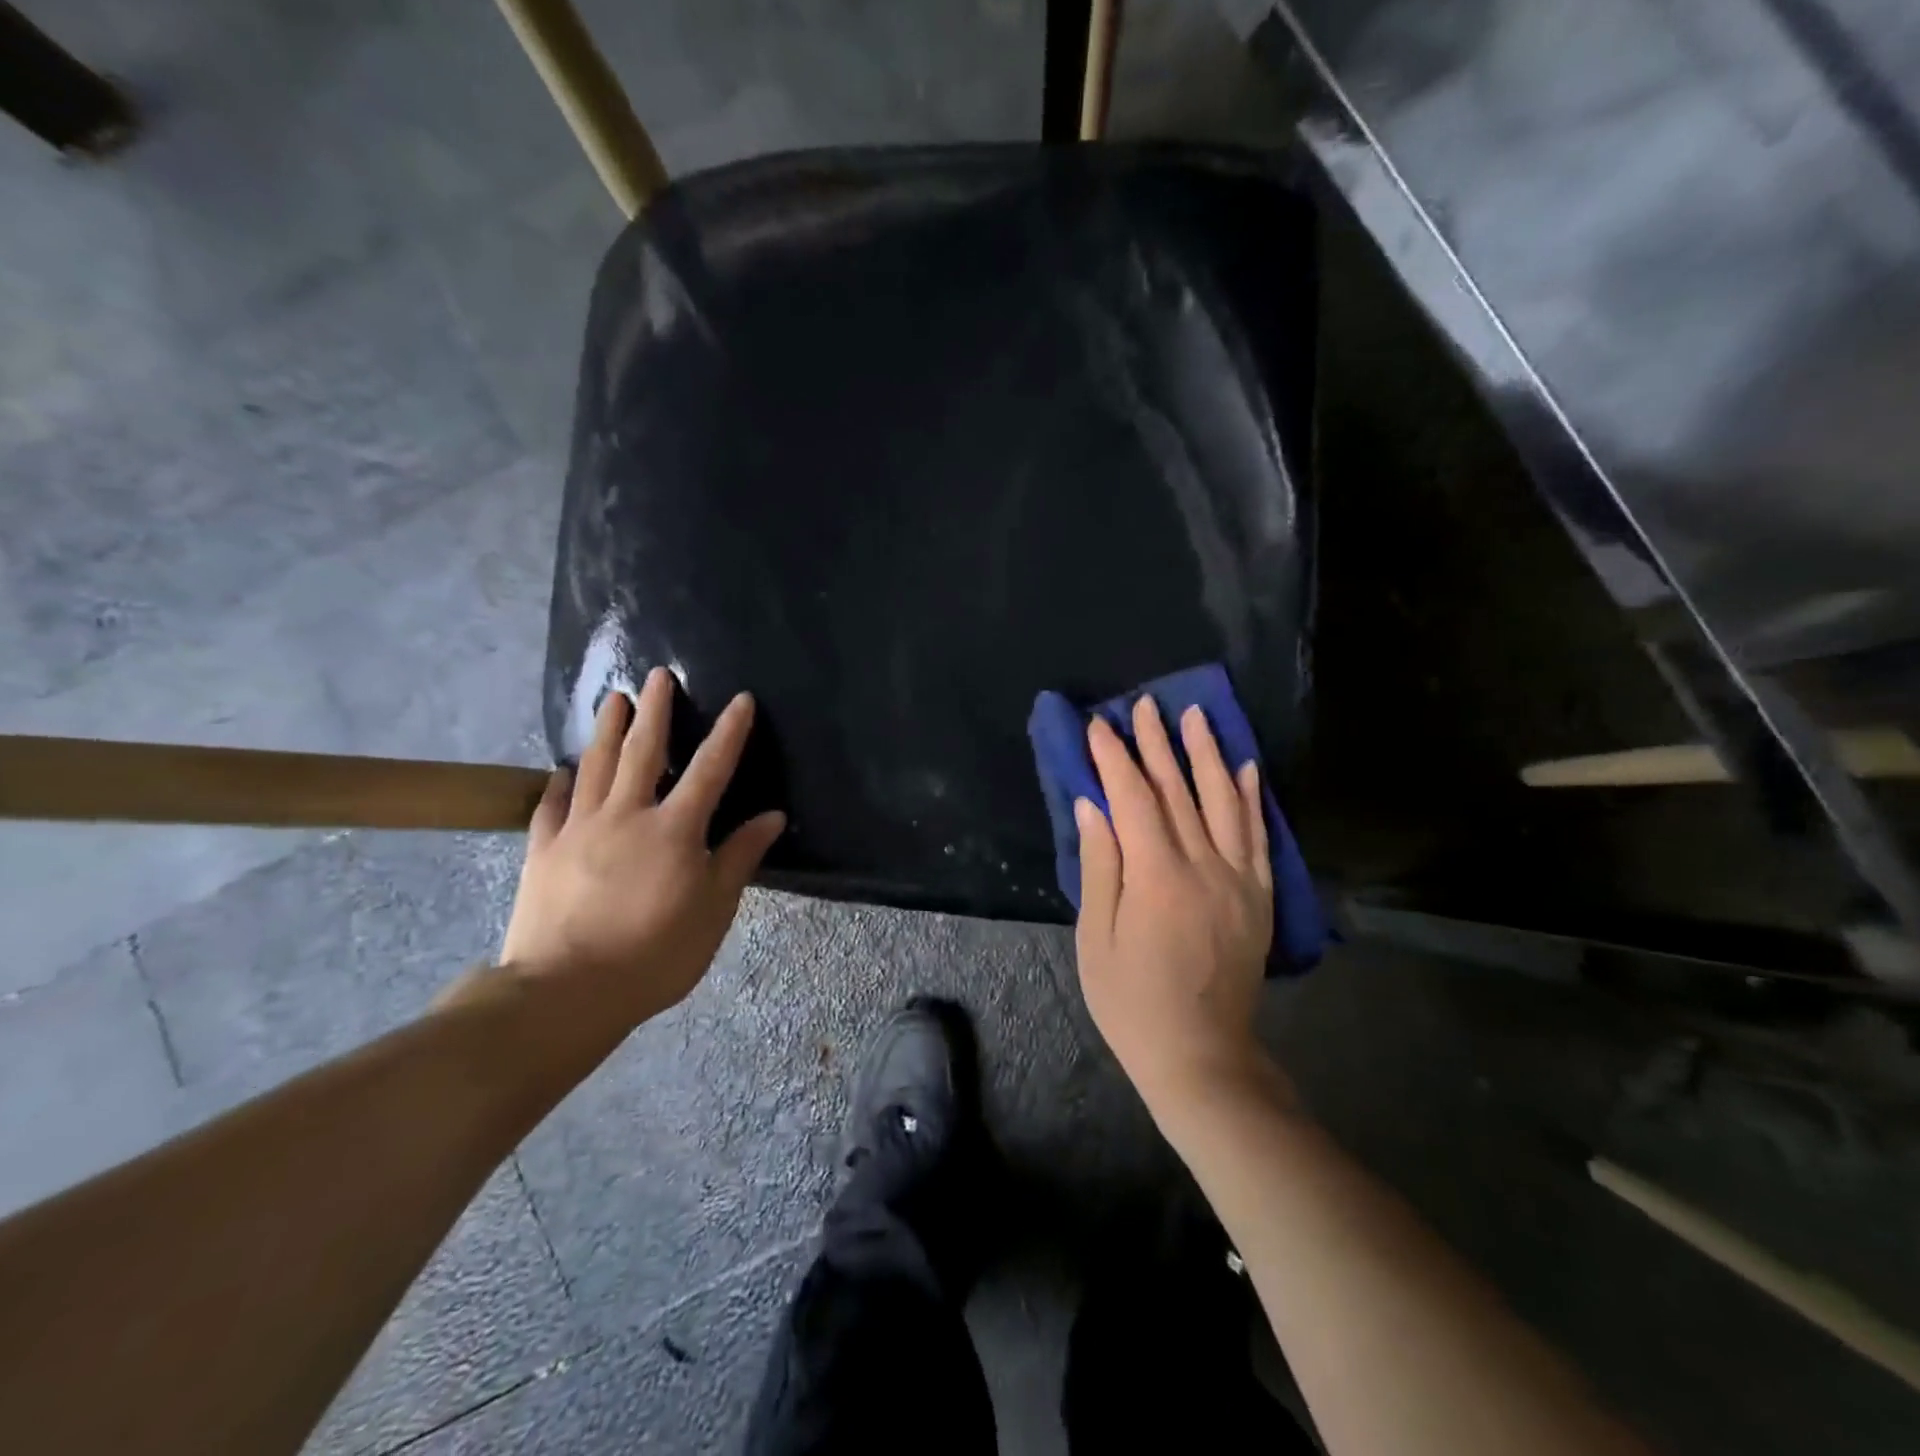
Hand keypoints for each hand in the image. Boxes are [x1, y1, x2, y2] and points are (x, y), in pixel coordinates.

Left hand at [498, 668, 785, 1033]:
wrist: (564, 992)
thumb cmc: (654, 954)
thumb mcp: (713, 910)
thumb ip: (739, 857)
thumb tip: (772, 815)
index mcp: (674, 830)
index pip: (710, 769)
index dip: (728, 732)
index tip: (740, 699)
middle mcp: (626, 815)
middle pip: (643, 751)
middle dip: (655, 710)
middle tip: (657, 674)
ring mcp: (578, 829)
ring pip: (595, 766)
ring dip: (607, 729)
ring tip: (613, 699)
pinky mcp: (542, 850)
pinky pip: (551, 806)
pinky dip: (559, 783)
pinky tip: (562, 771)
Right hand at [1075, 697, 1275, 1110]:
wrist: (1201, 1055)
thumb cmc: (1132, 1002)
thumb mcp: (1098, 938)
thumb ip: (1100, 866)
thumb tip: (1093, 806)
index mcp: (1158, 877)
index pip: (1134, 800)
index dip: (1114, 759)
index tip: (1099, 726)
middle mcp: (1205, 867)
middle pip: (1179, 791)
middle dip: (1158, 744)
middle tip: (1144, 705)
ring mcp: (1239, 880)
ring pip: (1224, 802)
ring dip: (1208, 755)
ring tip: (1197, 716)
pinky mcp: (1258, 896)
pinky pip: (1259, 836)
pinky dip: (1252, 798)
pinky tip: (1246, 768)